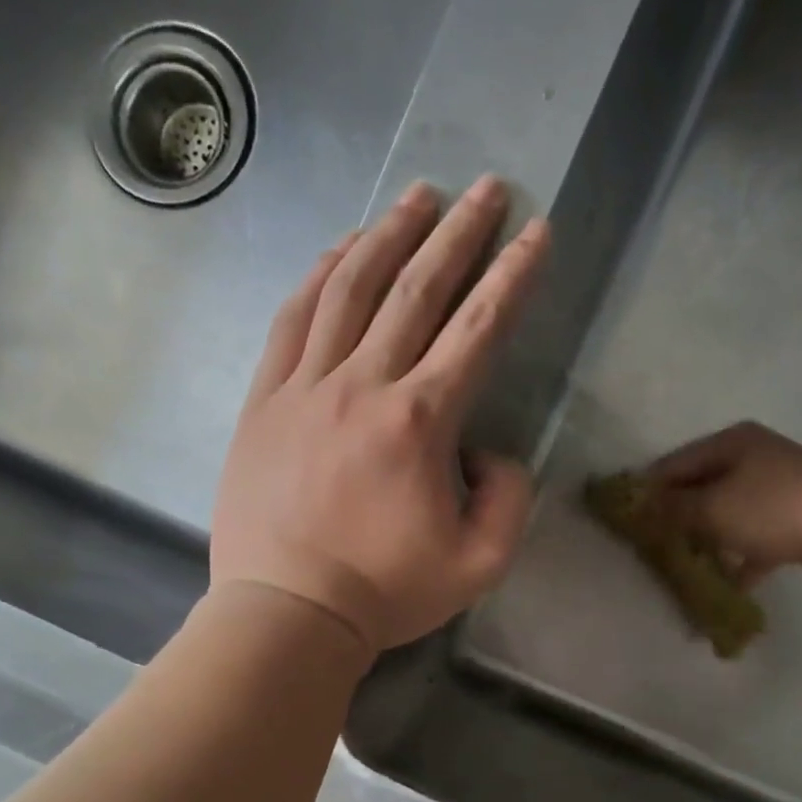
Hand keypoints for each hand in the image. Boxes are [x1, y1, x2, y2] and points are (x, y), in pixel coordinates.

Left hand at [209, 177, 549, 653]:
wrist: (289, 612)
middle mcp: (364, 385)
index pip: (478, 330)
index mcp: (421, 422)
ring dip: (390, 235)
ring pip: (350, 289)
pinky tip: (342, 249)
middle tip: (487, 189)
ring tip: (418, 196)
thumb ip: (508, 498)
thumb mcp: (481, 563)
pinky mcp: (265, 399)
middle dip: (459, 233)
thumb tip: (490, 451)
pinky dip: (321, 275)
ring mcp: (306, 386)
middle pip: (417, 290)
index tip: (535, 232)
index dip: (512, 277)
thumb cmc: (388, 592)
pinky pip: (293, 319)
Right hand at [645, 422, 801, 587]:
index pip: (677, 463)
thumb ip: (674, 508)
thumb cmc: (771, 510)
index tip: (628, 516)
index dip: (651, 489)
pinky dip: (740, 559)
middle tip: (652, 544)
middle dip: (679, 517)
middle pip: (703, 488)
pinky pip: (754, 538)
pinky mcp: (793, 520)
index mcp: (732, 443)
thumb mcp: (712, 508)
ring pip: (728, 515)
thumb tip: (643, 505)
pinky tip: (725, 585)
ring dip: (708, 540)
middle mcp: (754, 458)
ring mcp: (776, 489)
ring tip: (684, 566)